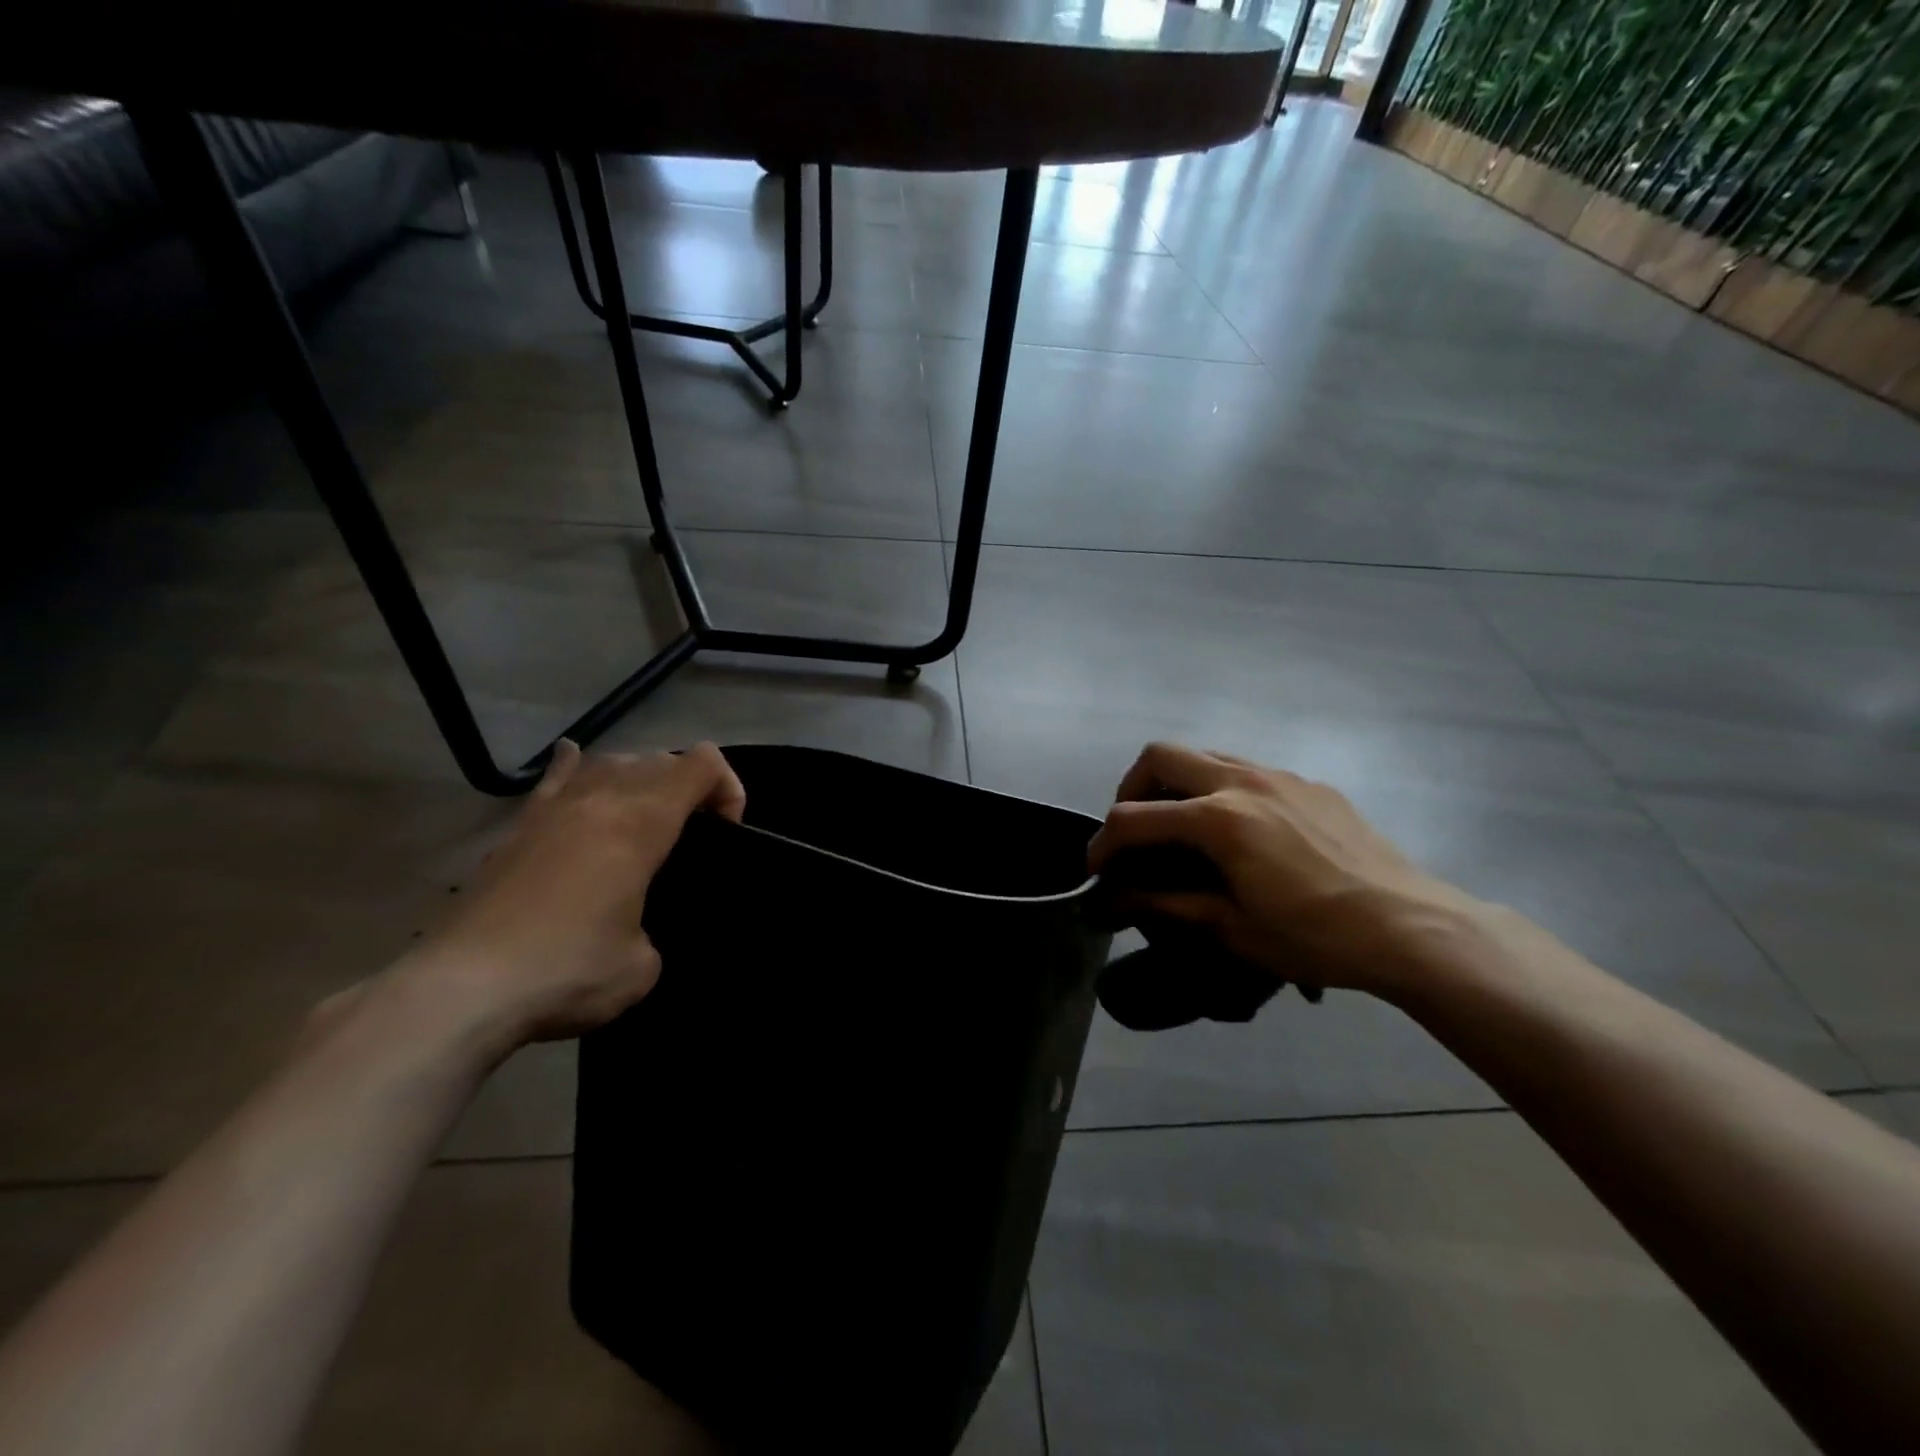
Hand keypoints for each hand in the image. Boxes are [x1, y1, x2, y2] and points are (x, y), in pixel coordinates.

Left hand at [385, 740, 745, 1058]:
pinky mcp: (517, 830)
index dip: (728, 788)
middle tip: (693, 836)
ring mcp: (552, 810)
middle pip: (659, 760)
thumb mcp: (642, 967)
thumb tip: (634, 932)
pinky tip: (577, 761)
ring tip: (645, 817)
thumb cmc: (566, 970)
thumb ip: (653, 934)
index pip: (701, 765)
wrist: (461, 989)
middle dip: (690, 787)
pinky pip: (555, 779)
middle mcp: (599, 800)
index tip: (727, 832)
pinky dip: (575, 767)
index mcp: (640, 823)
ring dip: (641, 779)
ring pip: (610, 762)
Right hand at [1088, 743, 1488, 999]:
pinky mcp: (1309, 784)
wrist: (1412, 928)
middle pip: (1160, 756)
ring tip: (1181, 827)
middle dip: (1131, 789)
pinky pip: (1246, 770)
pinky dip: (1220, 789)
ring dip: (1177, 783)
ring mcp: (1279, 776)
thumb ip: (1167, 904)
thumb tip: (1117, 899)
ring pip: (1204, 754)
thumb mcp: (1232, 929)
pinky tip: (1240, 833)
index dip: (1103, 843)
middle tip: (1134, 830)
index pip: (1134, 818)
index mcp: (1218, 819)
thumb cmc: (1316, 937)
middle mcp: (1242, 781)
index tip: (1096, 870)